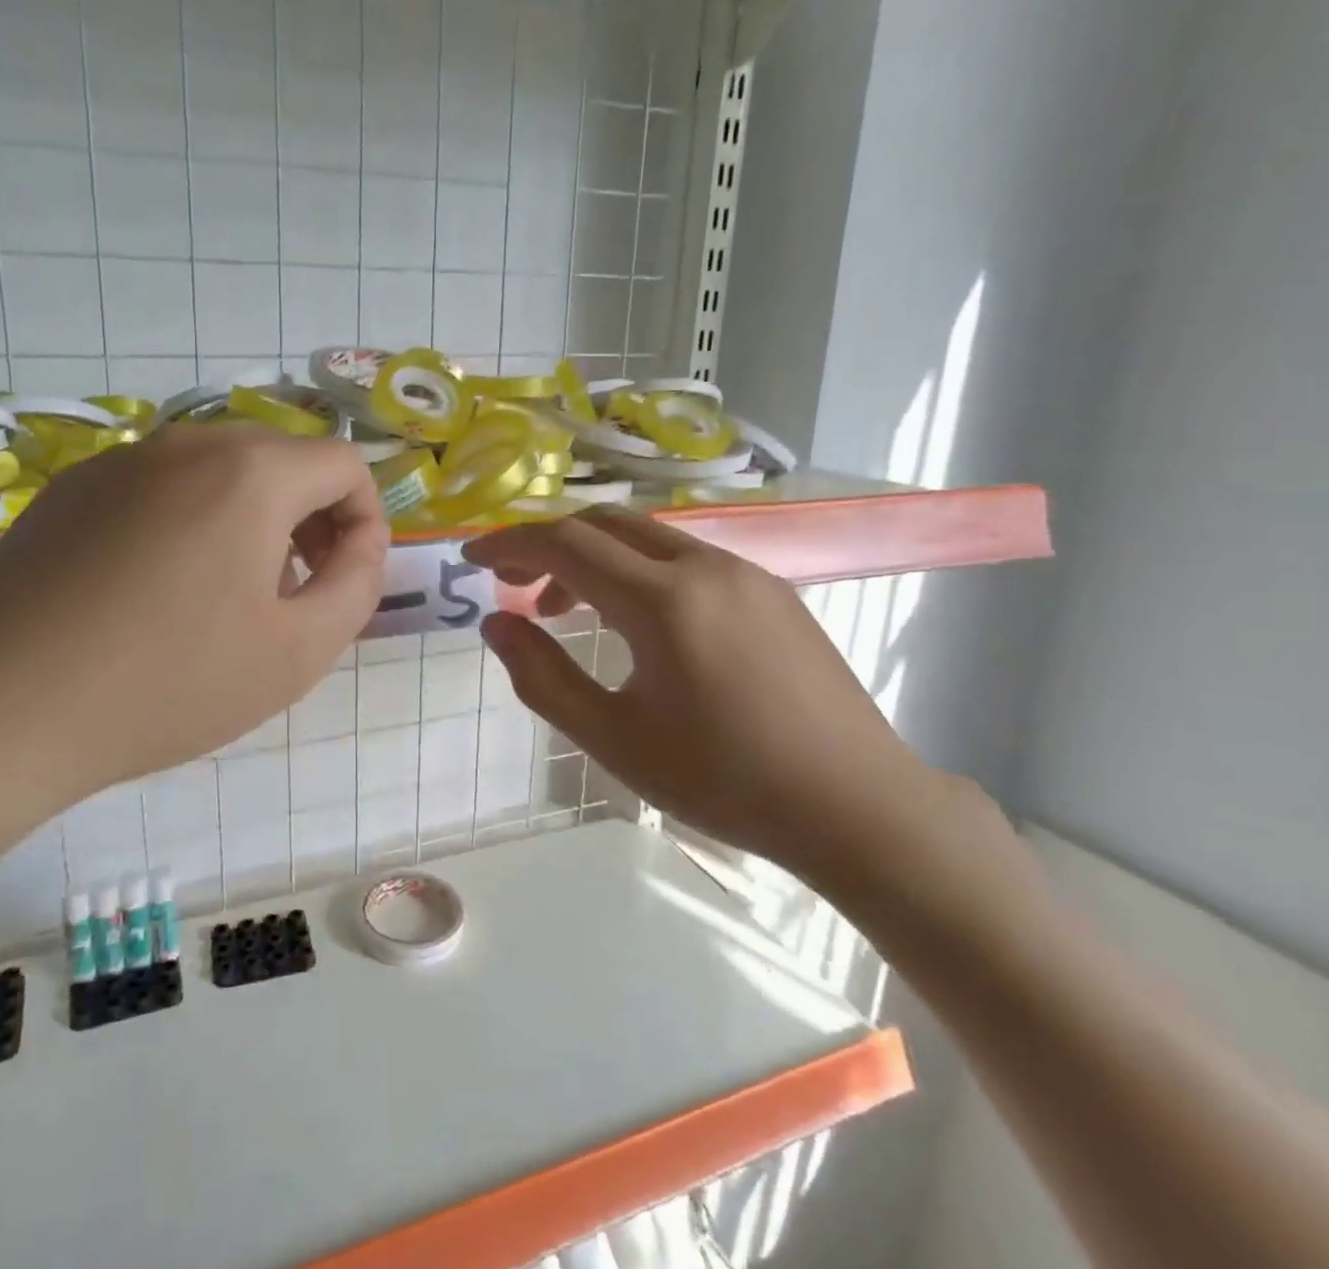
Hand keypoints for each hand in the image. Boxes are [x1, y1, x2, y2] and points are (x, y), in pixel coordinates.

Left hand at [0, 424, 386, 823]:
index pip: (344, 463)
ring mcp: (121, 460)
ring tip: (234, 589)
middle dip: (312, 514)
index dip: (366, 517)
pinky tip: (161, 586)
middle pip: (283, 457)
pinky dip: (191, 517)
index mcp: (250, 472)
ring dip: (253, 515)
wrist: (4, 710)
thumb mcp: (299, 651)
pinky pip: (161, 484)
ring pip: (221, 468)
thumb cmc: (171, 684)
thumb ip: (357, 584)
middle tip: (300, 585)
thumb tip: (361, 542)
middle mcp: (187, 443)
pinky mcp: (72, 487)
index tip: (348, 575)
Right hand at [463, 507, 962, 882]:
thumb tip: (496, 625)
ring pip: (648, 536)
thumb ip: (543, 677)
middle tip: (518, 586)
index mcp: (663, 600)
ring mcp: (746, 573)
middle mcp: (705, 566)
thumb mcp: (614, 738)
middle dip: (550, 544)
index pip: (565, 544)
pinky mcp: (772, 590)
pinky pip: (686, 556)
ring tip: (572, 611)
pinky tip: (640, 622)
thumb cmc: (723, 780)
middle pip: (605, 523)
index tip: (473, 561)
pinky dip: (640, 569)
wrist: (856, 805)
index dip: (510, 545)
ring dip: (596, 558)